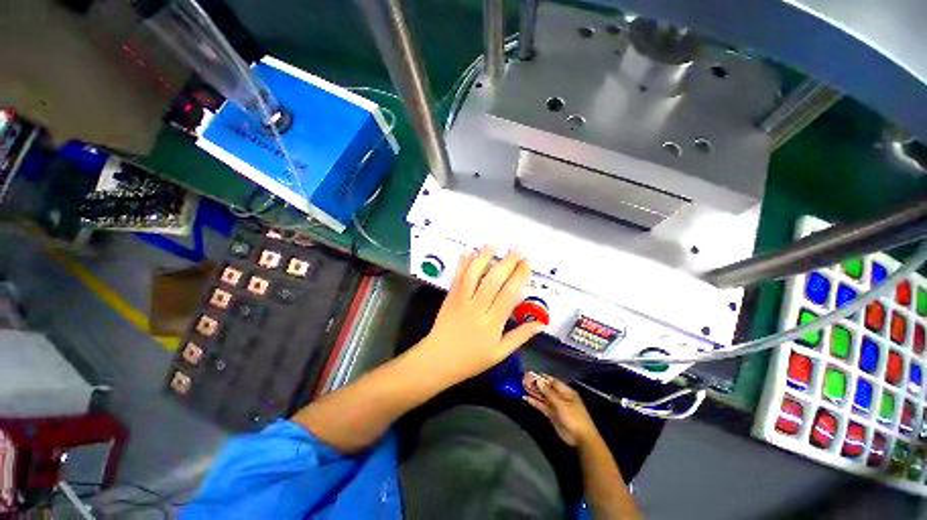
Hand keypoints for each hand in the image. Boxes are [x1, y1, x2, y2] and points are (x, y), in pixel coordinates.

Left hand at [415, 246, 544, 385]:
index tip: (527, 263)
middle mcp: (477, 308)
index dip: (519, 276)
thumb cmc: (471, 359)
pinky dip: (463, 263)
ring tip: (495, 243)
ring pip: (473, 274)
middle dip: (507, 262)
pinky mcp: (450, 296)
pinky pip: (458, 277)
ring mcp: (461, 300)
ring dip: (484, 256)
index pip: (509, 294)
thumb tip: (541, 323)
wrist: (438, 359)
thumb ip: (520, 336)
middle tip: (517, 248)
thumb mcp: (499, 353)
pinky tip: (469, 251)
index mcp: (492, 323)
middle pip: (493, 280)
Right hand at [523, 372, 598, 446]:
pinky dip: (535, 403)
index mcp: (566, 392)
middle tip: (524, 380)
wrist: (581, 438)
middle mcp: (560, 397)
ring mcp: (556, 406)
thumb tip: (539, 381)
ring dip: (534, 392)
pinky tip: (527, 399)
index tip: (532, 374)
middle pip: (547, 388)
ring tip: (523, 387)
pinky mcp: (552, 415)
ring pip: (543, 397)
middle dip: (537, 384)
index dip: (542, 377)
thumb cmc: (573, 417)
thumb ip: (549, 393)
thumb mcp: (561, 404)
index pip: (553, 381)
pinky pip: (542, 406)